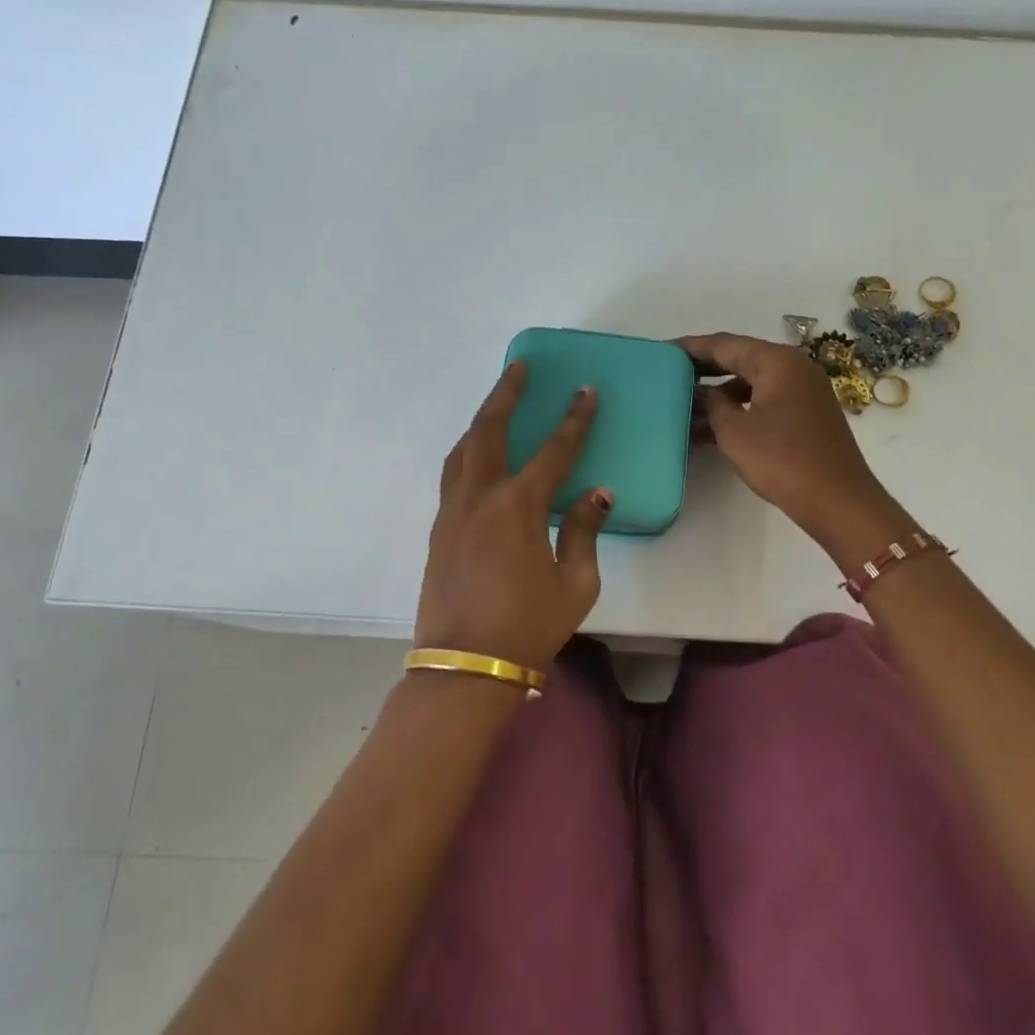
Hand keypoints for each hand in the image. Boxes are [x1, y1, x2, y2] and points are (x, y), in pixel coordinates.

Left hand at [413, 361, 612, 669]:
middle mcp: (480, 497)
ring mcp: (452, 511)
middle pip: (490, 430)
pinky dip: (468, 452)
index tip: (585, 391)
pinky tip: (479, 456)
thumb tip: (597, 494)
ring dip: (481, 420)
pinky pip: (452, 475)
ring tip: (497, 403)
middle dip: (506, 393)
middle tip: (520, 367)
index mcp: (519, 507)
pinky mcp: (437, 529)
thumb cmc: (528, 627)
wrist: (465, 668)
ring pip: (462, 449)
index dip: (574, 419)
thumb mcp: (576, 584)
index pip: (554, 450)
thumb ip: (585, 531)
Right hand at [678, 332, 910, 565]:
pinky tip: (713, 426)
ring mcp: (804, 390)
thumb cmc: (782, 461)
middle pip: (740, 358)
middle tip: (669, 374)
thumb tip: (700, 392)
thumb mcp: (735, 432)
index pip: (724, 344)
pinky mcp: (807, 413)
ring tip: (685, 404)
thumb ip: (712, 405)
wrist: (839, 501)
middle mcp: (794, 367)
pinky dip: (740, 407)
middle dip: (704, 367)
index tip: (662, 350)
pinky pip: (765, 399)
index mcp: (777, 361)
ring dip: (720, 392)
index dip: (691, 347)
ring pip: (752, 381)